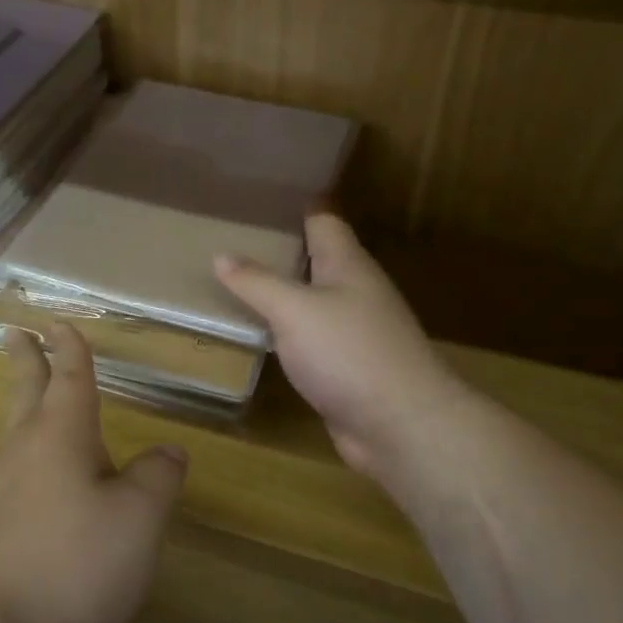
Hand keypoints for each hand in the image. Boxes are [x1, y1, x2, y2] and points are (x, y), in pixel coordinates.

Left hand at [0, 323, 187, 622]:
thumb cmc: (75, 564)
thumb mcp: (138, 518)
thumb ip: (157, 477)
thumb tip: (168, 450)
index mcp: (61, 435)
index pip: (68, 376)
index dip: (70, 347)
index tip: (60, 322)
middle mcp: (27, 452)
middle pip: (26, 392)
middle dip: (26, 359)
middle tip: (16, 331)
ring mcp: (6, 490)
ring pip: (19, 429)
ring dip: (27, 401)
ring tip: (37, 393)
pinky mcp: (0, 527)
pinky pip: (21, 467)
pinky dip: (33, 447)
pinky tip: (50, 471)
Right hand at [215, 213, 460, 480]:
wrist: (400, 424)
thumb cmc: (349, 353)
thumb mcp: (294, 310)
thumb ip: (257, 282)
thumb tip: (221, 255)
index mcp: (348, 265)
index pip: (323, 220)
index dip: (295, 206)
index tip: (258, 198)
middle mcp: (354, 292)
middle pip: (317, 261)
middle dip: (279, 251)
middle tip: (229, 241)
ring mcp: (354, 332)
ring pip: (312, 302)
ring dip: (280, 295)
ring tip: (233, 285)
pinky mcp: (347, 368)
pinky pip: (310, 340)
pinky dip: (285, 333)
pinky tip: (259, 336)